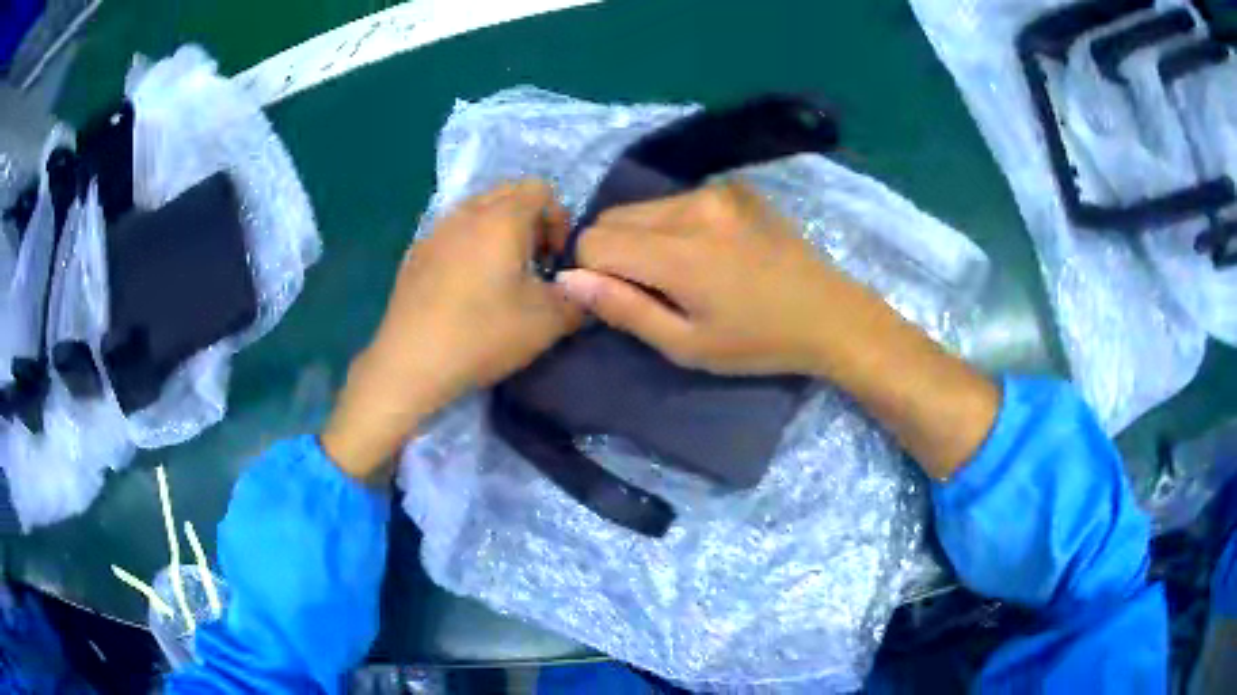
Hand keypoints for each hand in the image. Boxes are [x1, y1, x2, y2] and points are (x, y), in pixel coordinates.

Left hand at [322, 180, 581, 478]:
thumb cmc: (482, 333)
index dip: (559, 220)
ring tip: (500, 276)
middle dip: (529, 222)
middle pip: (507, 194)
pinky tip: (465, 289)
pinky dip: (469, 246)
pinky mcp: (415, 254)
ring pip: (476, 212)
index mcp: (502, 217)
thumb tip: (582, 291)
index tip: (557, 261)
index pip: (541, 189)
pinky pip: (452, 233)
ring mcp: (435, 230)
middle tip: (533, 265)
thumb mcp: (547, 322)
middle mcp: (466, 212)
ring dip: (498, 233)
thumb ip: (577, 299)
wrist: (411, 362)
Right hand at [559, 182, 851, 375]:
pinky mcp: (732, 187)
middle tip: (656, 287)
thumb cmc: (758, 343)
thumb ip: (623, 308)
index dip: (595, 273)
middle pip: (612, 217)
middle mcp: (692, 206)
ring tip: (685, 270)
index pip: (593, 241)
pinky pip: (675, 200)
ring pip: (641, 206)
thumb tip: (567, 279)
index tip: (625, 298)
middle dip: (615, 252)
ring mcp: (715, 190)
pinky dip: (672, 224)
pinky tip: (709, 250)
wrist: (828, 313)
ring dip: (643, 236)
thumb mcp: (686, 345)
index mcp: (679, 252)